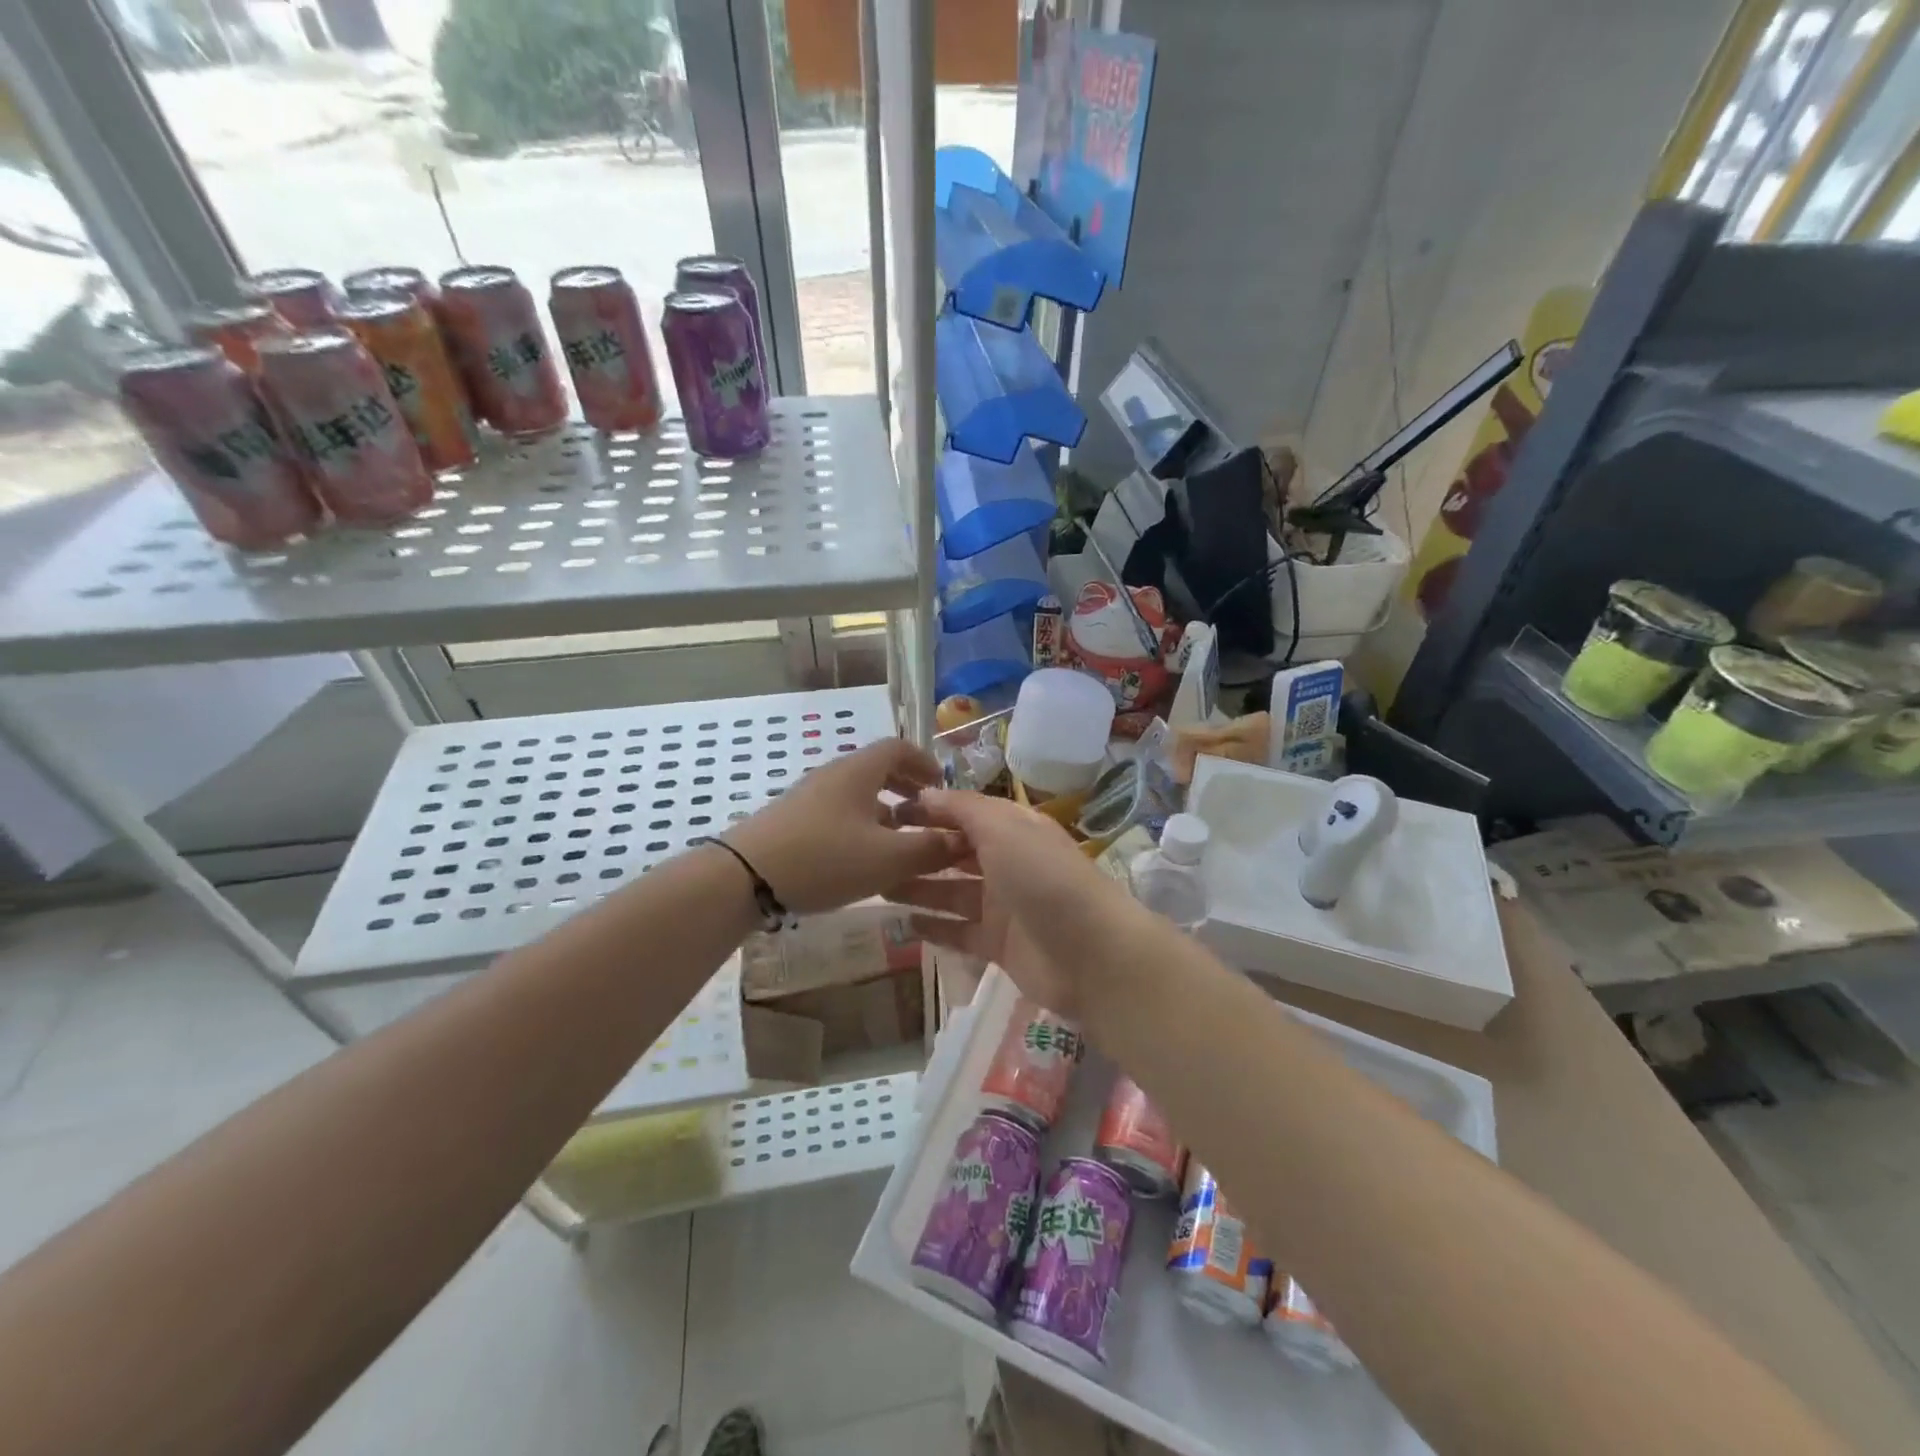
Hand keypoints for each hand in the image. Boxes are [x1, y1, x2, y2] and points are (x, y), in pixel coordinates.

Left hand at [724, 739, 963, 915]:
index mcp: (859, 771)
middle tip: (927, 815)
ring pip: (857, 794)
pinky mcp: (793, 821)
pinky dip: (860, 826)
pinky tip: (862, 859)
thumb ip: (930, 848)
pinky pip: (838, 813)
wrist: (744, 877)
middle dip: (907, 788)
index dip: (925, 763)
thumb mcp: (888, 858)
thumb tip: (961, 839)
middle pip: (877, 770)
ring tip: (899, 841)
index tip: (943, 787)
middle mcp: (834, 775)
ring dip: (884, 811)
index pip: (899, 748)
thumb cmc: (825, 858)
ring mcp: (809, 797)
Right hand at [888, 789, 1141, 1020]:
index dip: (930, 810)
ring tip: (877, 887)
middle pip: (956, 852)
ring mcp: (1003, 906)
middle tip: (873, 852)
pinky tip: (903, 924)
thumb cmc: (1044, 878)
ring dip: (919, 887)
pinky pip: (958, 931)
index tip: (889, 813)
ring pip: (952, 892)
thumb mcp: (1004, 828)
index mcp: (1014, 829)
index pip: (965, 813)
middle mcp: (1008, 862)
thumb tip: (926, 792)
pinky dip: (934, 927)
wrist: (1090, 953)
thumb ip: (963, 808)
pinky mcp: (998, 945)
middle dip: (919, 850)